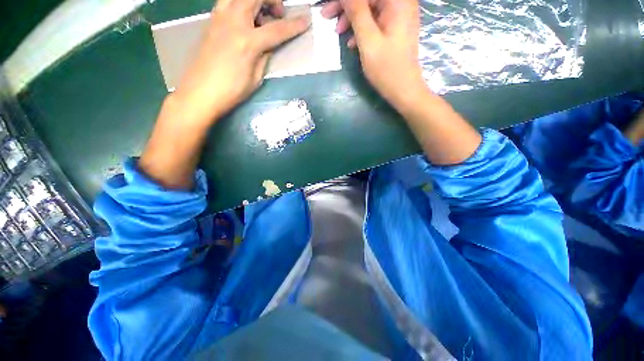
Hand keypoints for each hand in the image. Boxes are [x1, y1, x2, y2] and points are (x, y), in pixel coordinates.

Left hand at [172, 0, 310, 126]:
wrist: (199, 92)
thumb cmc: (231, 90)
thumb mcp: (255, 77)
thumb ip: (264, 56)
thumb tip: (269, 44)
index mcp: (247, 41)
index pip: (277, 30)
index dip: (294, 26)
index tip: (306, 20)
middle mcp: (233, 22)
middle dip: (272, 0)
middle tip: (278, 14)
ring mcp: (219, 18)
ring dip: (254, 0)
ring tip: (261, 15)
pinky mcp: (210, 21)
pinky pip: (227, 2)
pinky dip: (240, 5)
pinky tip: (245, 20)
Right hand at [321, 0, 425, 109]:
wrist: (403, 89)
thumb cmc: (386, 68)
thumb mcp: (368, 40)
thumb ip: (356, 12)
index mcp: (397, 1)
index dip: (345, 0)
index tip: (328, 8)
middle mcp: (400, 3)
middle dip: (347, 7)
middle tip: (327, 17)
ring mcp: (399, 15)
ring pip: (370, 8)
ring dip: (352, 19)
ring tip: (339, 33)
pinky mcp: (395, 28)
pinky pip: (375, 20)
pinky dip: (362, 28)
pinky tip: (353, 42)